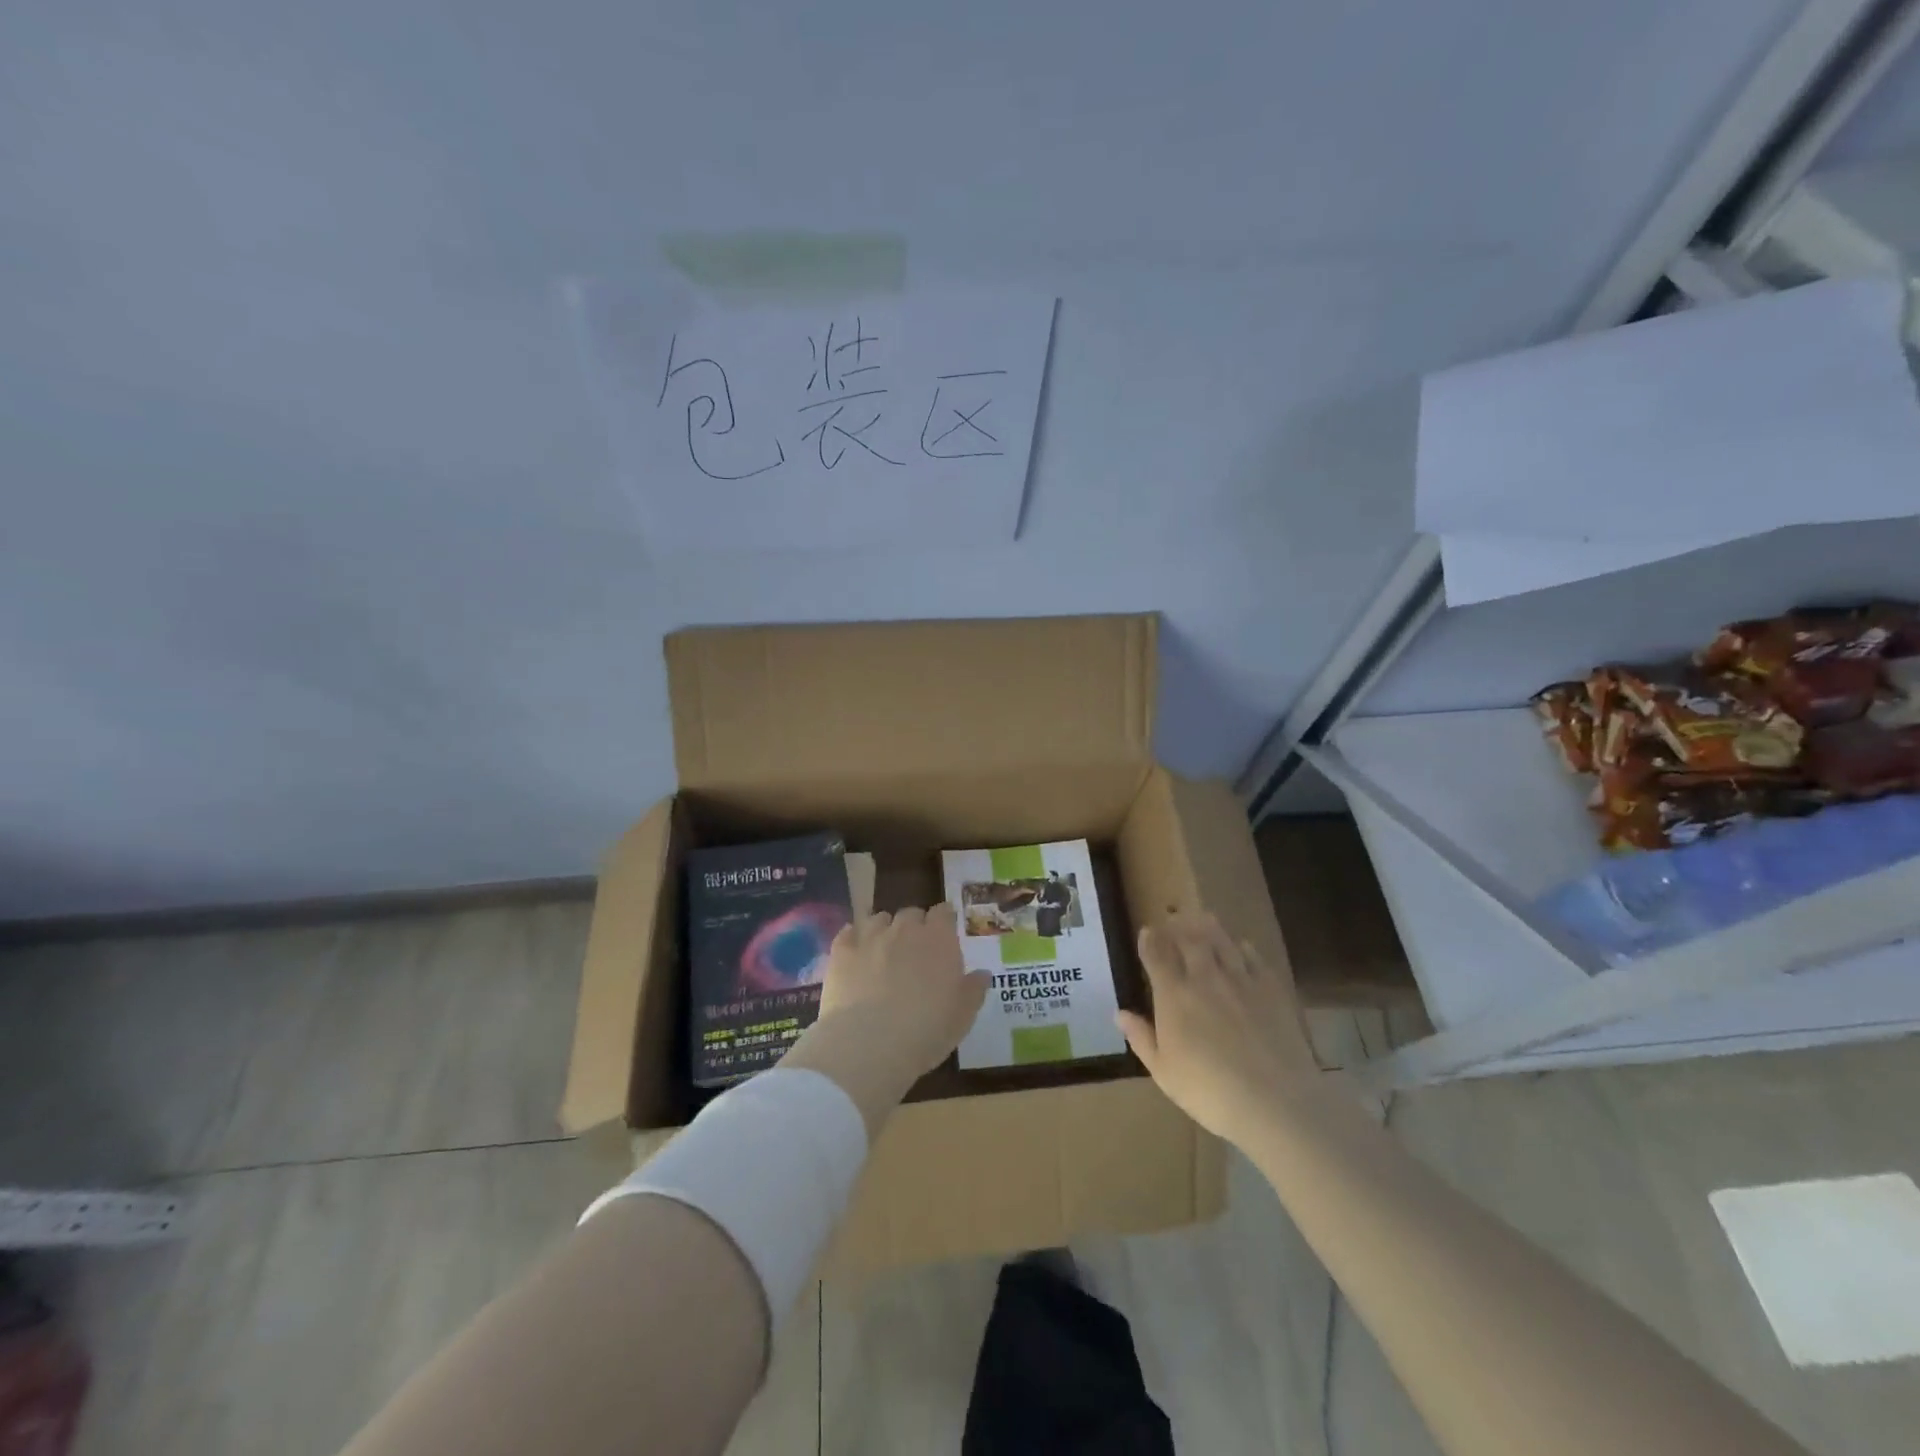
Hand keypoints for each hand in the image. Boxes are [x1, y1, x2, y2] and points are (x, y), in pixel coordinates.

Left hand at [781, 906, 989, 1138]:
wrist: (869, 1043)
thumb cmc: (926, 1030)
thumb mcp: (962, 1016)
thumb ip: (973, 990)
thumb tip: (982, 974)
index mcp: (938, 939)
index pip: (944, 912)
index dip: (944, 920)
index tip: (945, 932)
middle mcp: (904, 929)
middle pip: (911, 913)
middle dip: (914, 926)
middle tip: (915, 950)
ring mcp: (870, 936)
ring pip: (878, 918)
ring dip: (884, 930)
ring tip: (883, 951)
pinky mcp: (841, 951)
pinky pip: (848, 933)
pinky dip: (853, 939)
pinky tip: (855, 954)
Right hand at [1117, 912, 1315, 1143]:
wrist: (1275, 1102)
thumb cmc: (1209, 1092)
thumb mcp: (1164, 1072)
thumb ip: (1141, 1038)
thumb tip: (1120, 1013)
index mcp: (1174, 995)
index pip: (1157, 955)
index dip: (1150, 940)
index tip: (1147, 931)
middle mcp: (1204, 977)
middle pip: (1189, 940)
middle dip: (1178, 925)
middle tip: (1174, 917)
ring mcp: (1240, 980)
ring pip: (1221, 942)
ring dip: (1209, 927)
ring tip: (1203, 916)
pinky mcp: (1272, 990)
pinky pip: (1254, 958)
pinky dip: (1244, 948)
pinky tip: (1242, 946)